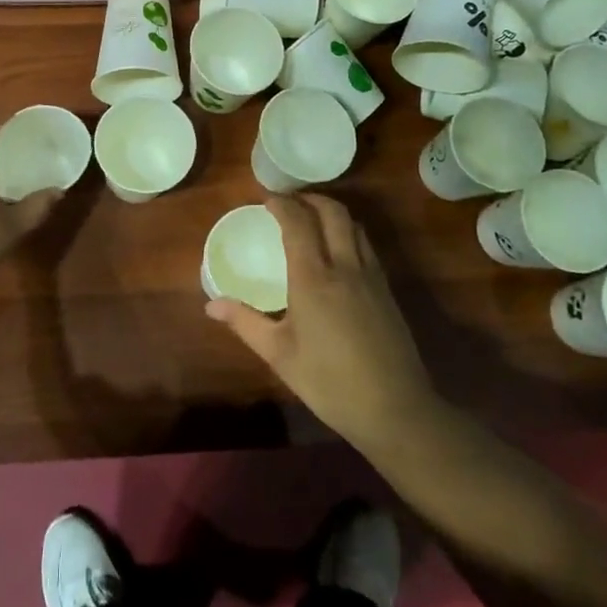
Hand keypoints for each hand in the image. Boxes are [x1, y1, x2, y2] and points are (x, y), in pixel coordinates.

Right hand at [206, 195, 436, 450]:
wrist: (395, 409)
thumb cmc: (329, 382)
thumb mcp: (279, 354)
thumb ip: (245, 322)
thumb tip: (211, 305)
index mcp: (313, 278)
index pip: (298, 222)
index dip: (282, 204)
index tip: (266, 198)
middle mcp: (344, 266)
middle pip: (332, 212)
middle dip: (309, 198)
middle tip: (289, 201)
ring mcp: (371, 276)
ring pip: (354, 225)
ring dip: (332, 212)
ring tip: (312, 218)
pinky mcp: (387, 290)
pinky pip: (366, 245)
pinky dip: (349, 232)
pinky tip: (339, 251)